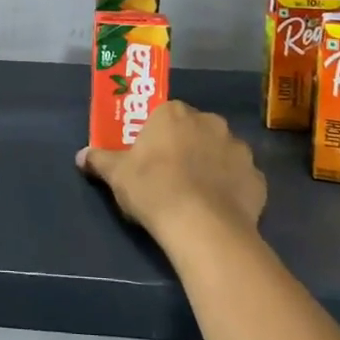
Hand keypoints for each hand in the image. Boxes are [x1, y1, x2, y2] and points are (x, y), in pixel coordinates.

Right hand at [77, 101, 265, 243]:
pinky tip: (219, 208)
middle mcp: (210, 122)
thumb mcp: (116, 174)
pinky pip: (241, 179)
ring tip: (197, 194)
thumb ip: (100, 160)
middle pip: (195, 129)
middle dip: (186, 146)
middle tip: (171, 174)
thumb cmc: (153, 188)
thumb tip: (81, 156)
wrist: (202, 226)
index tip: (149, 155)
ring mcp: (239, 149)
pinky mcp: (258, 179)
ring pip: (221, 152)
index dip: (157, 135)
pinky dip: (232, 189)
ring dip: (212, 165)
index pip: (165, 114)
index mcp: (174, 113)